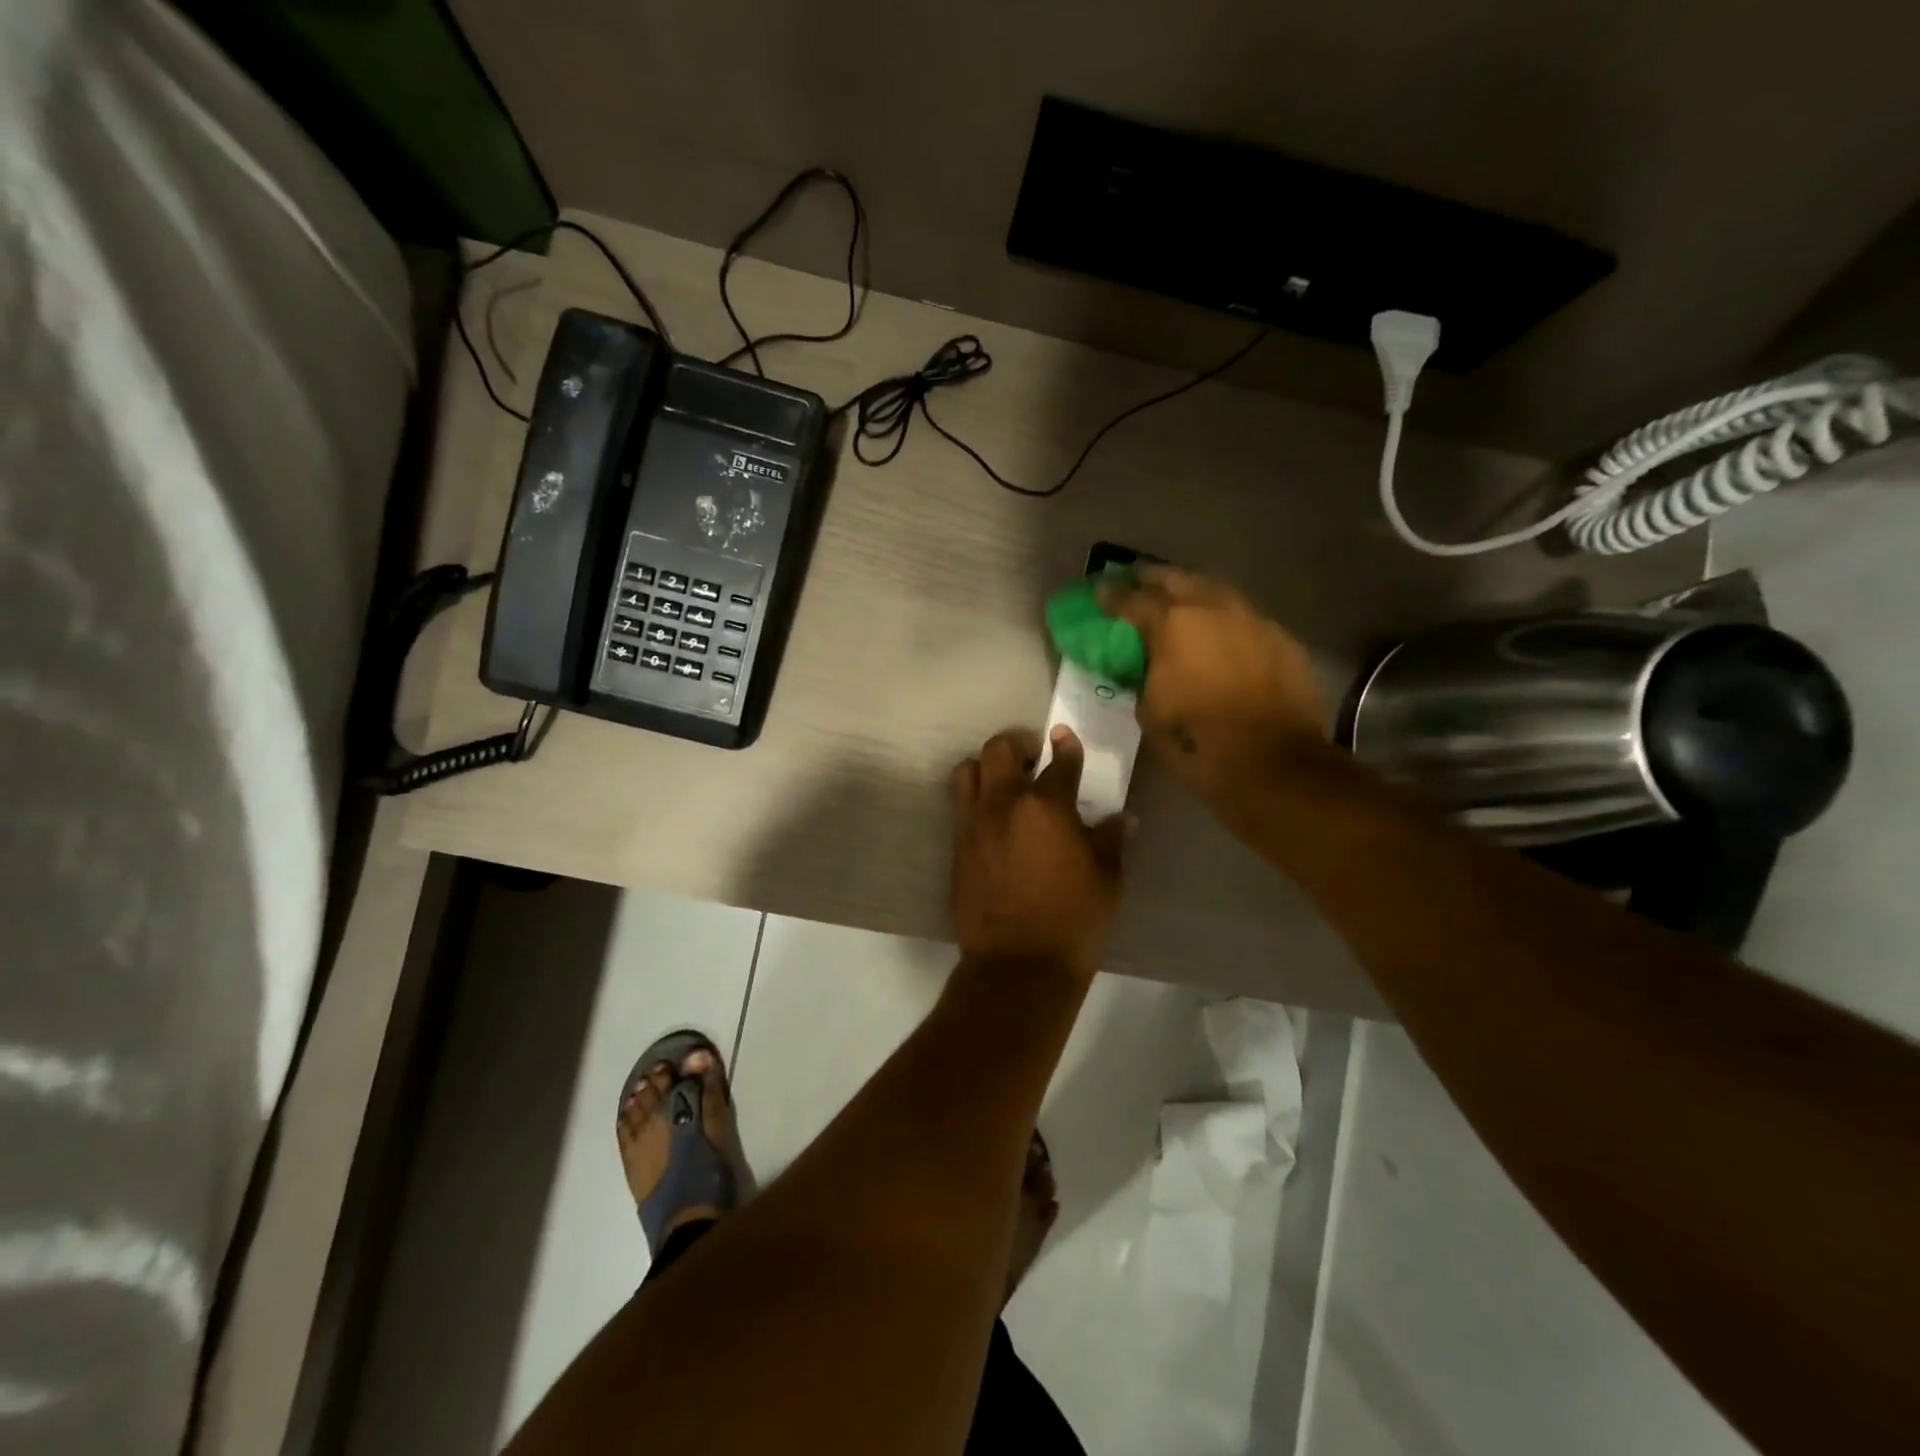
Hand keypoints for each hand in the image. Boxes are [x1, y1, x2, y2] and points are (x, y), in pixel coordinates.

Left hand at [949, 726, 1126, 977]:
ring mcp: (974, 825)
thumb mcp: (1107, 880)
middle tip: (1032, 758)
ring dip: (985, 768)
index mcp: (1047, 806)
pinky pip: (960, 809)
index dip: (1066, 745)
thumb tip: (1123, 817)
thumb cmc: (1073, 920)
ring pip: (967, 772)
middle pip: (999, 750)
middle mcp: (1004, 805)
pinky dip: (975, 803)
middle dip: (1017, 745)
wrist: (1018, 964)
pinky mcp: (957, 848)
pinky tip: (993, 822)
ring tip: (1004, 784)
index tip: (1064, 737)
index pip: (1059, 762)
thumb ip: (1111, 840)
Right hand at [1100, 566, 1327, 806]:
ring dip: (1193, 592)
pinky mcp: (1282, 639)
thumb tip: (1146, 666)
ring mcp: (1253, 620)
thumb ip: (1143, 677)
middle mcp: (1213, 609)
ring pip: (1216, 591)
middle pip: (1177, 579)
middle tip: (1137, 580)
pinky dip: (1225, 621)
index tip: (1099, 591)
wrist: (1274, 764)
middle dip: (1153, 578)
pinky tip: (1221, 634)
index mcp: (1172, 625)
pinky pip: (1245, 619)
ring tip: (1180, 600)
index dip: (1111, 596)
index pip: (1132, 600)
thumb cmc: (1198, 742)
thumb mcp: (1150, 712)